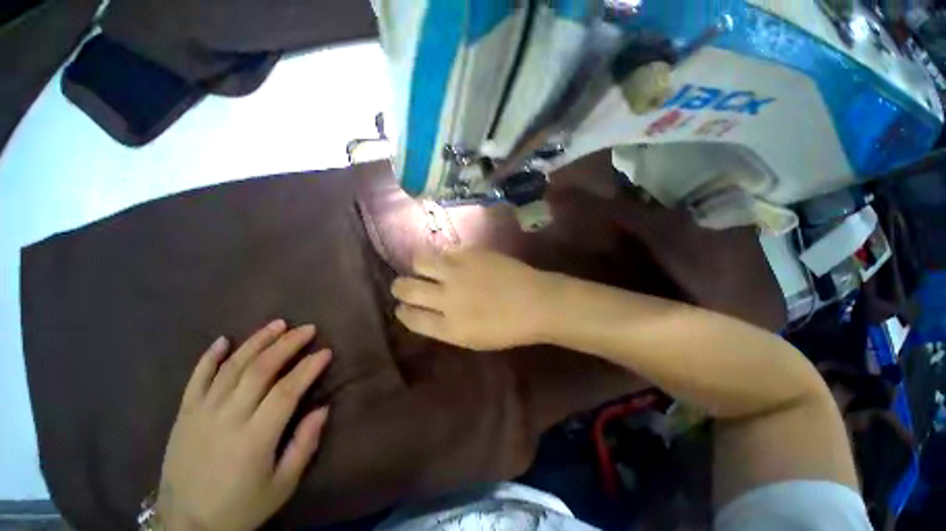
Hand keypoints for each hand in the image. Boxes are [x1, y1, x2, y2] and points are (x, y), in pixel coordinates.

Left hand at [157, 320, 331, 530]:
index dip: (308, 368)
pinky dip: (209, 357)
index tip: (326, 352)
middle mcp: (228, 418)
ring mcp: (202, 413)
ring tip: (278, 324)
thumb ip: (304, 445)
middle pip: (260, 370)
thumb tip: (323, 409)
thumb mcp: (282, 485)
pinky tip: (224, 340)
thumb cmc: (241, 506)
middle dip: (287, 345)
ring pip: (231, 367)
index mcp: (255, 438)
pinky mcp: (184, 414)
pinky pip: (196, 379)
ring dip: (256, 342)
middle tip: (307, 329)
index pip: (287, 391)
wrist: (185, 524)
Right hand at [391, 248, 559, 349]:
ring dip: (418, 266)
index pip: (411, 318)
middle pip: (406, 288)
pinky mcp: (471, 253)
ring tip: (426, 268)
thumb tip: (424, 311)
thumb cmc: (508, 328)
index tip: (402, 308)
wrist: (537, 302)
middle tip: (404, 286)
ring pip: (420, 260)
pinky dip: (444, 257)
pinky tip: (452, 261)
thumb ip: (444, 326)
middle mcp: (447, 298)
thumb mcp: (472, 340)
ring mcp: (458, 272)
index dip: (403, 312)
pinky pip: (445, 250)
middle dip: (399, 287)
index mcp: (449, 327)